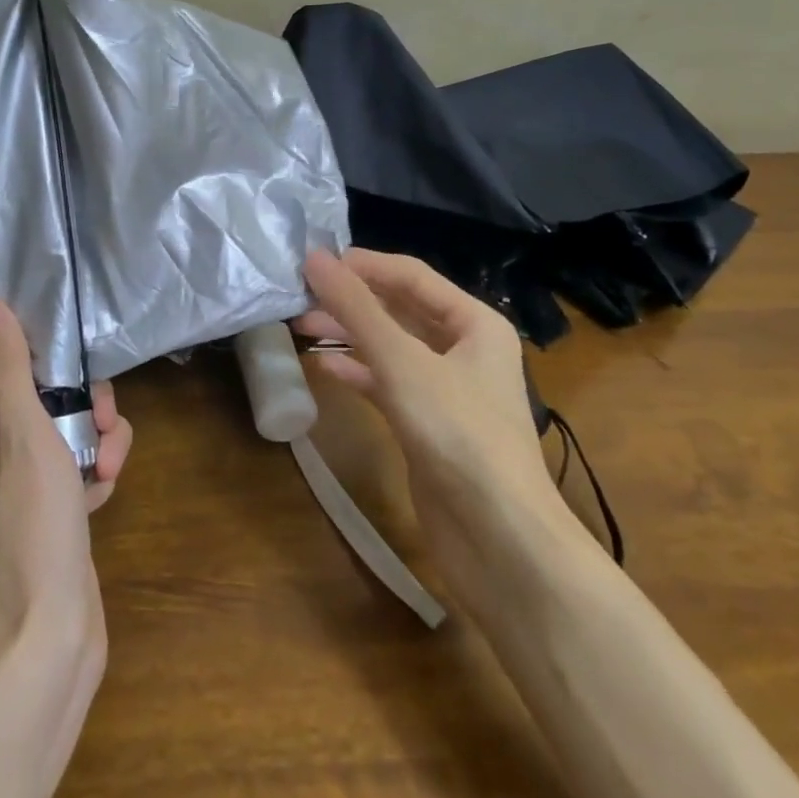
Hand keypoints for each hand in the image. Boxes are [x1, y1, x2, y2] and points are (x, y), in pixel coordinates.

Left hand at [0, 298, 133, 679]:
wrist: (50, 638)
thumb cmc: (31, 530)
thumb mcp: (26, 436)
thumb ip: (10, 368)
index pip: (1, 372)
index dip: (42, 366)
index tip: (72, 375)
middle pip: (43, 398)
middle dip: (83, 407)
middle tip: (102, 426)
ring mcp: (18, 487)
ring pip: (69, 430)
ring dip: (98, 440)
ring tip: (108, 468)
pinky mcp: (49, 511)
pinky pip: (77, 465)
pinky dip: (96, 470)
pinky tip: (105, 491)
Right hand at [294, 248, 575, 607]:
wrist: (499, 539)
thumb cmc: (458, 433)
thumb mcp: (403, 363)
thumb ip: (357, 309)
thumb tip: (315, 258)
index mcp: (475, 322)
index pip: (412, 276)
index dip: (363, 265)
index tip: (313, 262)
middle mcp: (464, 349)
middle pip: (400, 310)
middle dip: (352, 301)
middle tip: (299, 295)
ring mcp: (447, 390)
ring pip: (390, 347)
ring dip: (349, 335)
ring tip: (301, 325)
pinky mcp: (428, 425)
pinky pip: (387, 384)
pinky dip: (357, 373)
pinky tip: (324, 368)